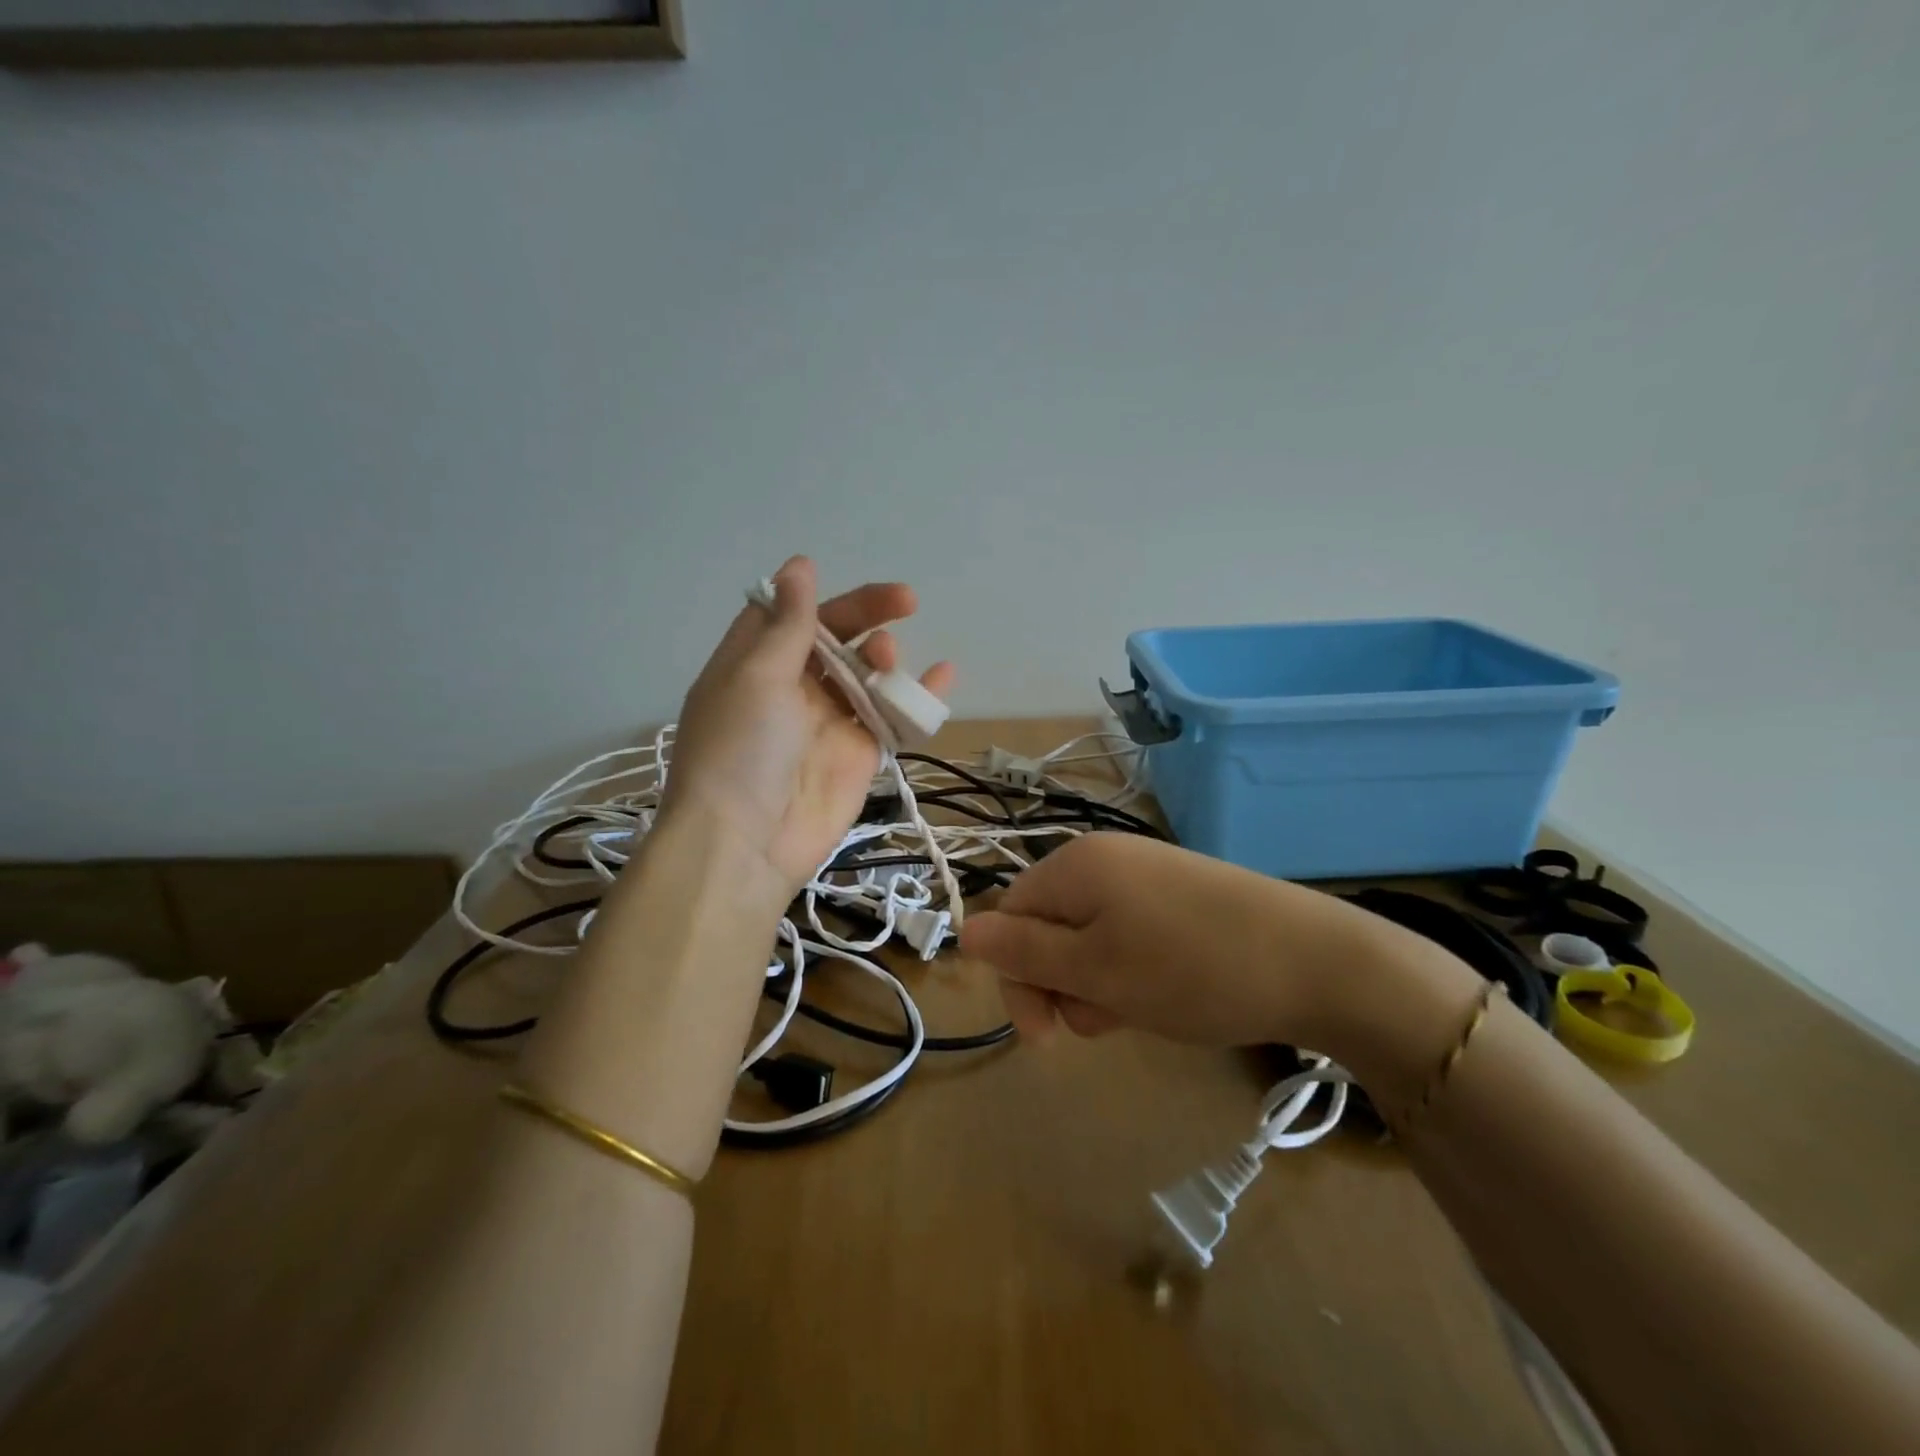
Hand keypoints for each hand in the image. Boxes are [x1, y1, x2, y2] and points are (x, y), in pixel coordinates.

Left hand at [661, 556, 955, 893]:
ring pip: (867, 674)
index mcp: (754, 664)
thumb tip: (799, 565)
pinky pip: (892, 716)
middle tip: (903, 604)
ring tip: (889, 661)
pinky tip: (943, 675)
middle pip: (835, 638)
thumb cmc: (740, 749)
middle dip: (867, 617)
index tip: (848, 583)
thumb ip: (789, 624)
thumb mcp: (756, 676)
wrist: (746, 844)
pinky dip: (917, 696)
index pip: (789, 615)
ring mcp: (828, 721)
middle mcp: (791, 688)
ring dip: (885, 657)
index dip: (819, 596)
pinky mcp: (859, 753)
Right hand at [961, 832, 1417, 1048]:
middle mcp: (1105, 859)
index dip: (1017, 976)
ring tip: (1142, 1011)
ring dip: (1099, 984)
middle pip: (1048, 928)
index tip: (1048, 1033)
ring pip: (1090, 939)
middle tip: (1105, 1021)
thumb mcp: (1095, 972)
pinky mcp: (1179, 896)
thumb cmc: (1191, 970)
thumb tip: (965, 933)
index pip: (1009, 918)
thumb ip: (1025, 954)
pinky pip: (1129, 935)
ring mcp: (1146, 876)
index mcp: (1075, 866)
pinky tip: (1167, 995)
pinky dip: (1133, 971)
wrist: (1317, 962)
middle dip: (1063, 983)